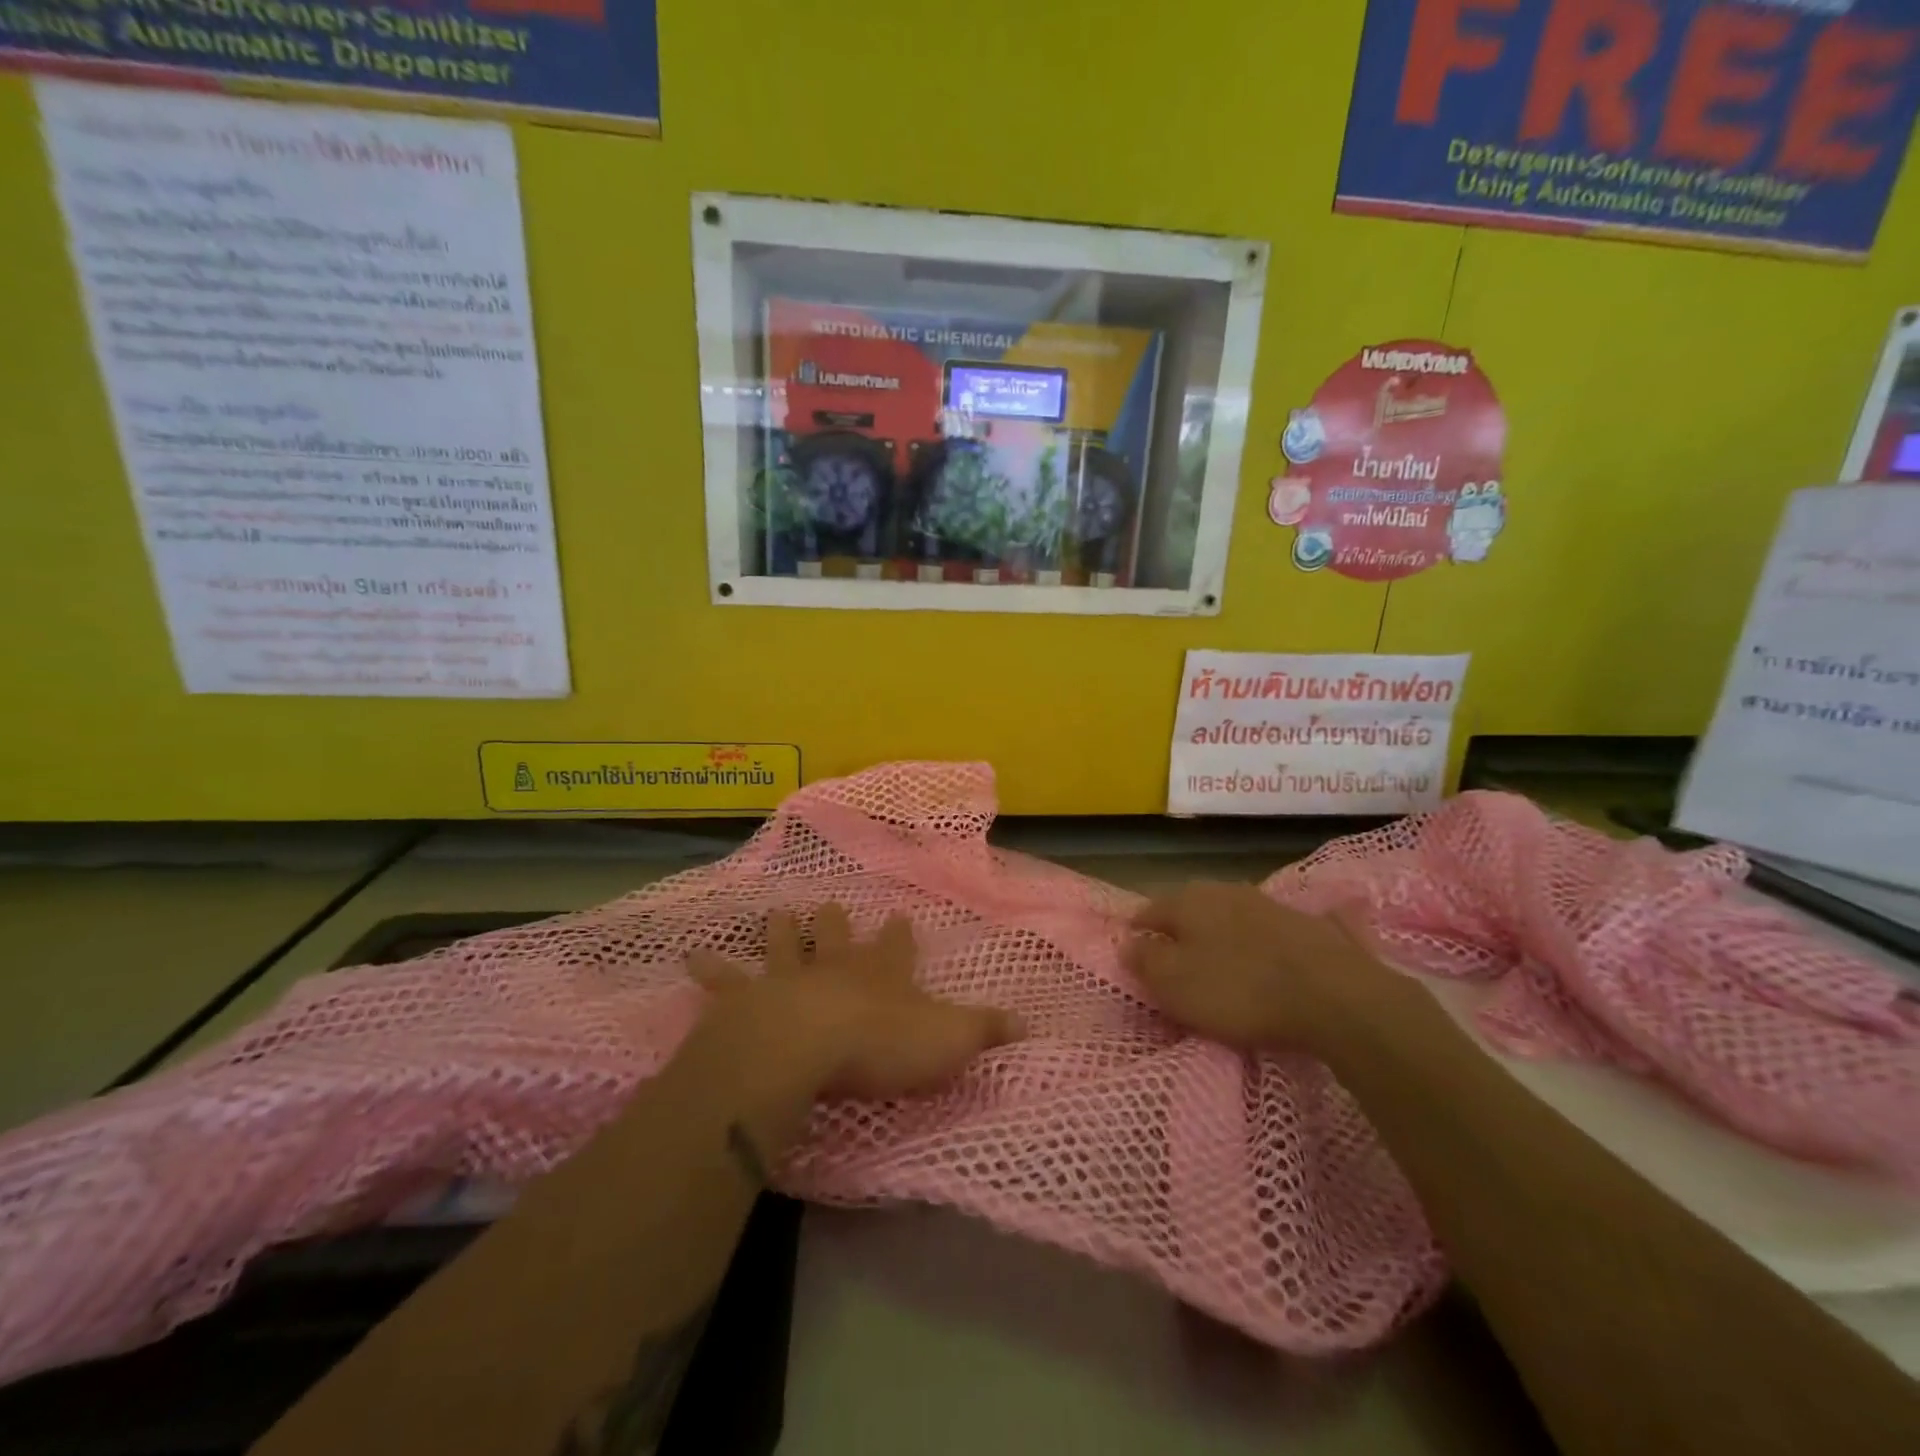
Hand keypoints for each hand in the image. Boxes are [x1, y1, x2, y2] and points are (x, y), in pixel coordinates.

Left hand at [687, 904, 1022, 1101]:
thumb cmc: (881, 1044)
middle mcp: (835, 967)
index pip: (897, 947)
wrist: (805, 1046)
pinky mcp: (746, 1001)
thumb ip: (986, 1031)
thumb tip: (1031, 1025)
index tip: (901, 916)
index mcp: (882, 974)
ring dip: (781, 931)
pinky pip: (724, 982)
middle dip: (836, 923)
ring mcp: (788, 978)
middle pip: (837, 936)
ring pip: (784, 945)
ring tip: (777, 912)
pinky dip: (709, 969)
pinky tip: (688, 956)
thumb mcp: (948, 1040)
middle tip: (830, 905)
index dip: (900, 934)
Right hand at [1124, 882, 1372, 1052]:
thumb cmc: (1239, 989)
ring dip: (1219, 934)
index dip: (1137, 931)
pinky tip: (1262, 958)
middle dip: (1179, 930)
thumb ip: (1145, 961)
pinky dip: (1256, 942)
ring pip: (1228, 915)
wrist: (1334, 994)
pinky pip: (1266, 930)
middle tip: (1173, 958)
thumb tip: (1126, 943)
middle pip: (1189, 908)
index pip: (1149, 911)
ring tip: (1217, 961)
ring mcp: (1267, 903)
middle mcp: (1223, 890)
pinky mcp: (1304, 924)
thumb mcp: (1175, 984)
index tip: (1133, 950)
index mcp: (1187, 901)